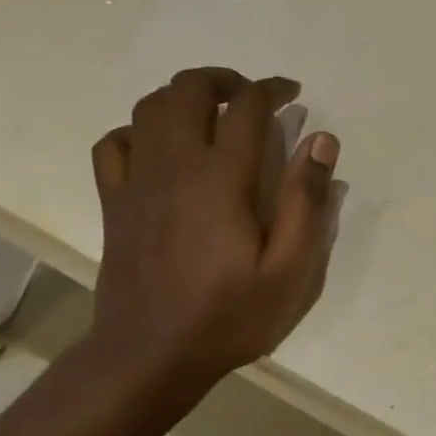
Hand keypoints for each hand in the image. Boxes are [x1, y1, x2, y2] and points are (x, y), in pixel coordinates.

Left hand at [87, 68, 339, 408]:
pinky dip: (138, 130)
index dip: (272, 90)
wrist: (150, 355)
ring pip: (148, 108)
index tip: (292, 94)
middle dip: (224, 80)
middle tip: (252, 98)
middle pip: (188, 90)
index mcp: (221, 179)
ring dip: (183, 97)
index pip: (246, 107)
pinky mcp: (114, 202)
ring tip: (212, 114)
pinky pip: (114, 143)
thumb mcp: (290, 270)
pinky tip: (160, 147)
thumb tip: (321, 141)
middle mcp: (174, 166)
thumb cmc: (229, 316)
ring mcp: (136, 182)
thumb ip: (306, 202)